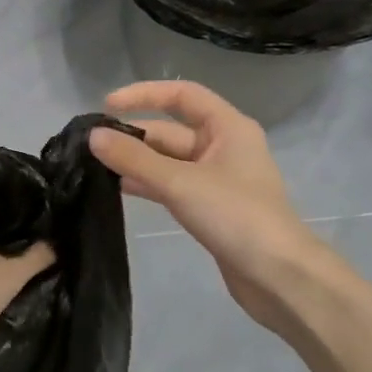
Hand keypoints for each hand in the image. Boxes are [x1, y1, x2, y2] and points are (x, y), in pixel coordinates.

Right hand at [89, 81, 332, 339]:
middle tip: (92, 146)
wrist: (279, 276)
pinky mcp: (211, 208)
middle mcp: (224, 146)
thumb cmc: (236, 216)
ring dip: (138, 162)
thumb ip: (135, 159)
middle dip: (135, 135)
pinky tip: (120, 189)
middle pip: (172, 130)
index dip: (144, 95)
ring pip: (170, 161)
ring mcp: (218, 179)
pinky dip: (149, 184)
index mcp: (228, 127)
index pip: (181, 95)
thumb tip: (94, 136)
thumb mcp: (181, 183)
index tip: (107, 105)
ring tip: (97, 166)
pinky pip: (174, 186)